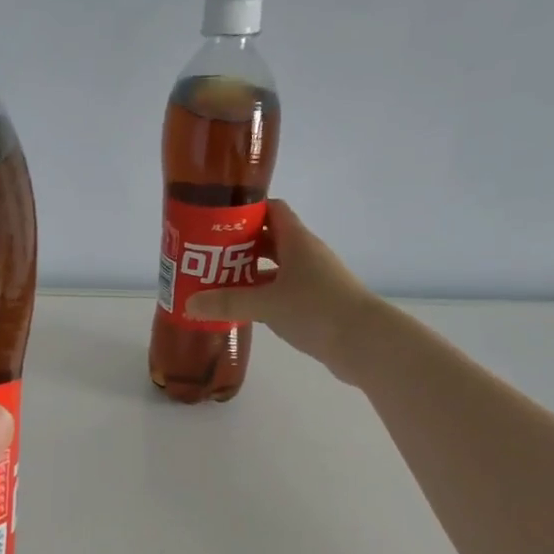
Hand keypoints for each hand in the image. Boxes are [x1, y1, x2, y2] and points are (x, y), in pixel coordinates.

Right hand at [187, 200, 385, 379]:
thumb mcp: (266, 304)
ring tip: (218, 284)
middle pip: (270, 239)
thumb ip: (228, 303)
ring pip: (276, 268)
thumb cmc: (316, 310)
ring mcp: (313, 280)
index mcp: (297, 241)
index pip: (272, 210)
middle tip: (208, 256)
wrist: (364, 342)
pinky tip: (244, 309)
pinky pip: (283, 291)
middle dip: (240, 246)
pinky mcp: (316, 304)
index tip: (217, 221)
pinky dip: (263, 296)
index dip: (246, 211)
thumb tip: (189, 304)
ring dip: (250, 274)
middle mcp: (306, 255)